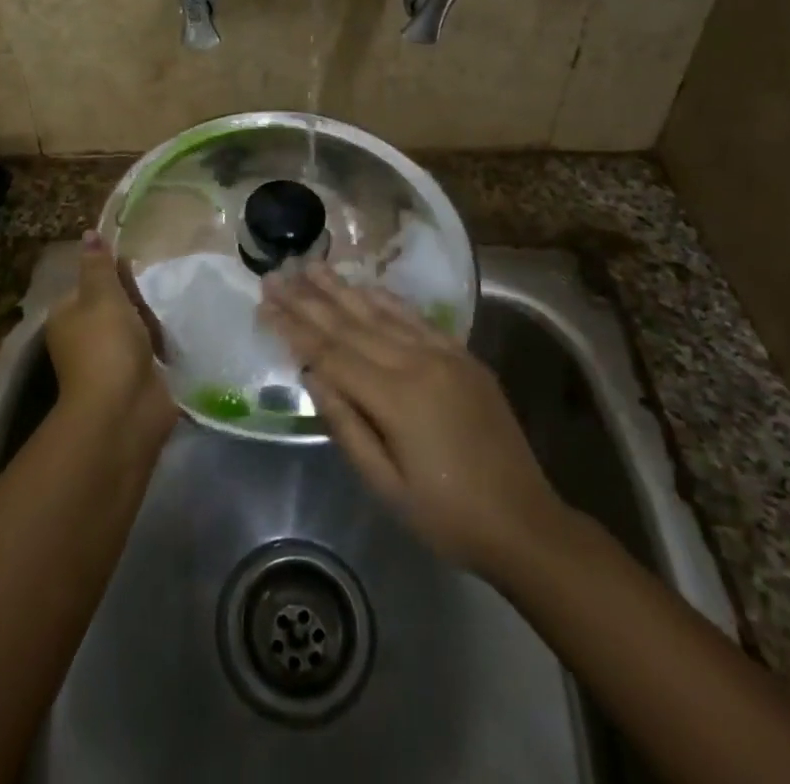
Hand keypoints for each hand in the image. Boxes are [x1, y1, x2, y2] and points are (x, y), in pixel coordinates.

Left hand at [46, 233, 176, 442]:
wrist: (123, 411)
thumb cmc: (107, 345)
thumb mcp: (102, 295)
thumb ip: (99, 265)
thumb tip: (89, 233)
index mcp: (67, 316)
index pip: (92, 283)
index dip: (116, 276)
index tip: (138, 273)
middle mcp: (83, 338)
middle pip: (116, 305)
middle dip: (138, 302)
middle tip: (153, 302)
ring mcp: (108, 362)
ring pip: (135, 329)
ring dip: (152, 325)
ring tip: (168, 322)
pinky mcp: (133, 380)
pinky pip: (149, 353)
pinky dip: (161, 348)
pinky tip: (175, 342)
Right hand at [261, 265, 570, 575]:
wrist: (525, 522)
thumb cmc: (447, 516)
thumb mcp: (386, 485)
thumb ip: (346, 425)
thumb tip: (312, 375)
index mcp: (395, 398)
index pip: (330, 353)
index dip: (293, 328)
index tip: (264, 302)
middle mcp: (417, 363)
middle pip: (350, 325)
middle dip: (308, 299)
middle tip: (276, 274)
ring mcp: (444, 354)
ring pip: (381, 313)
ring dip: (342, 289)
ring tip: (311, 266)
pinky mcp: (462, 355)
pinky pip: (416, 318)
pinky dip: (387, 300)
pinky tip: (365, 286)